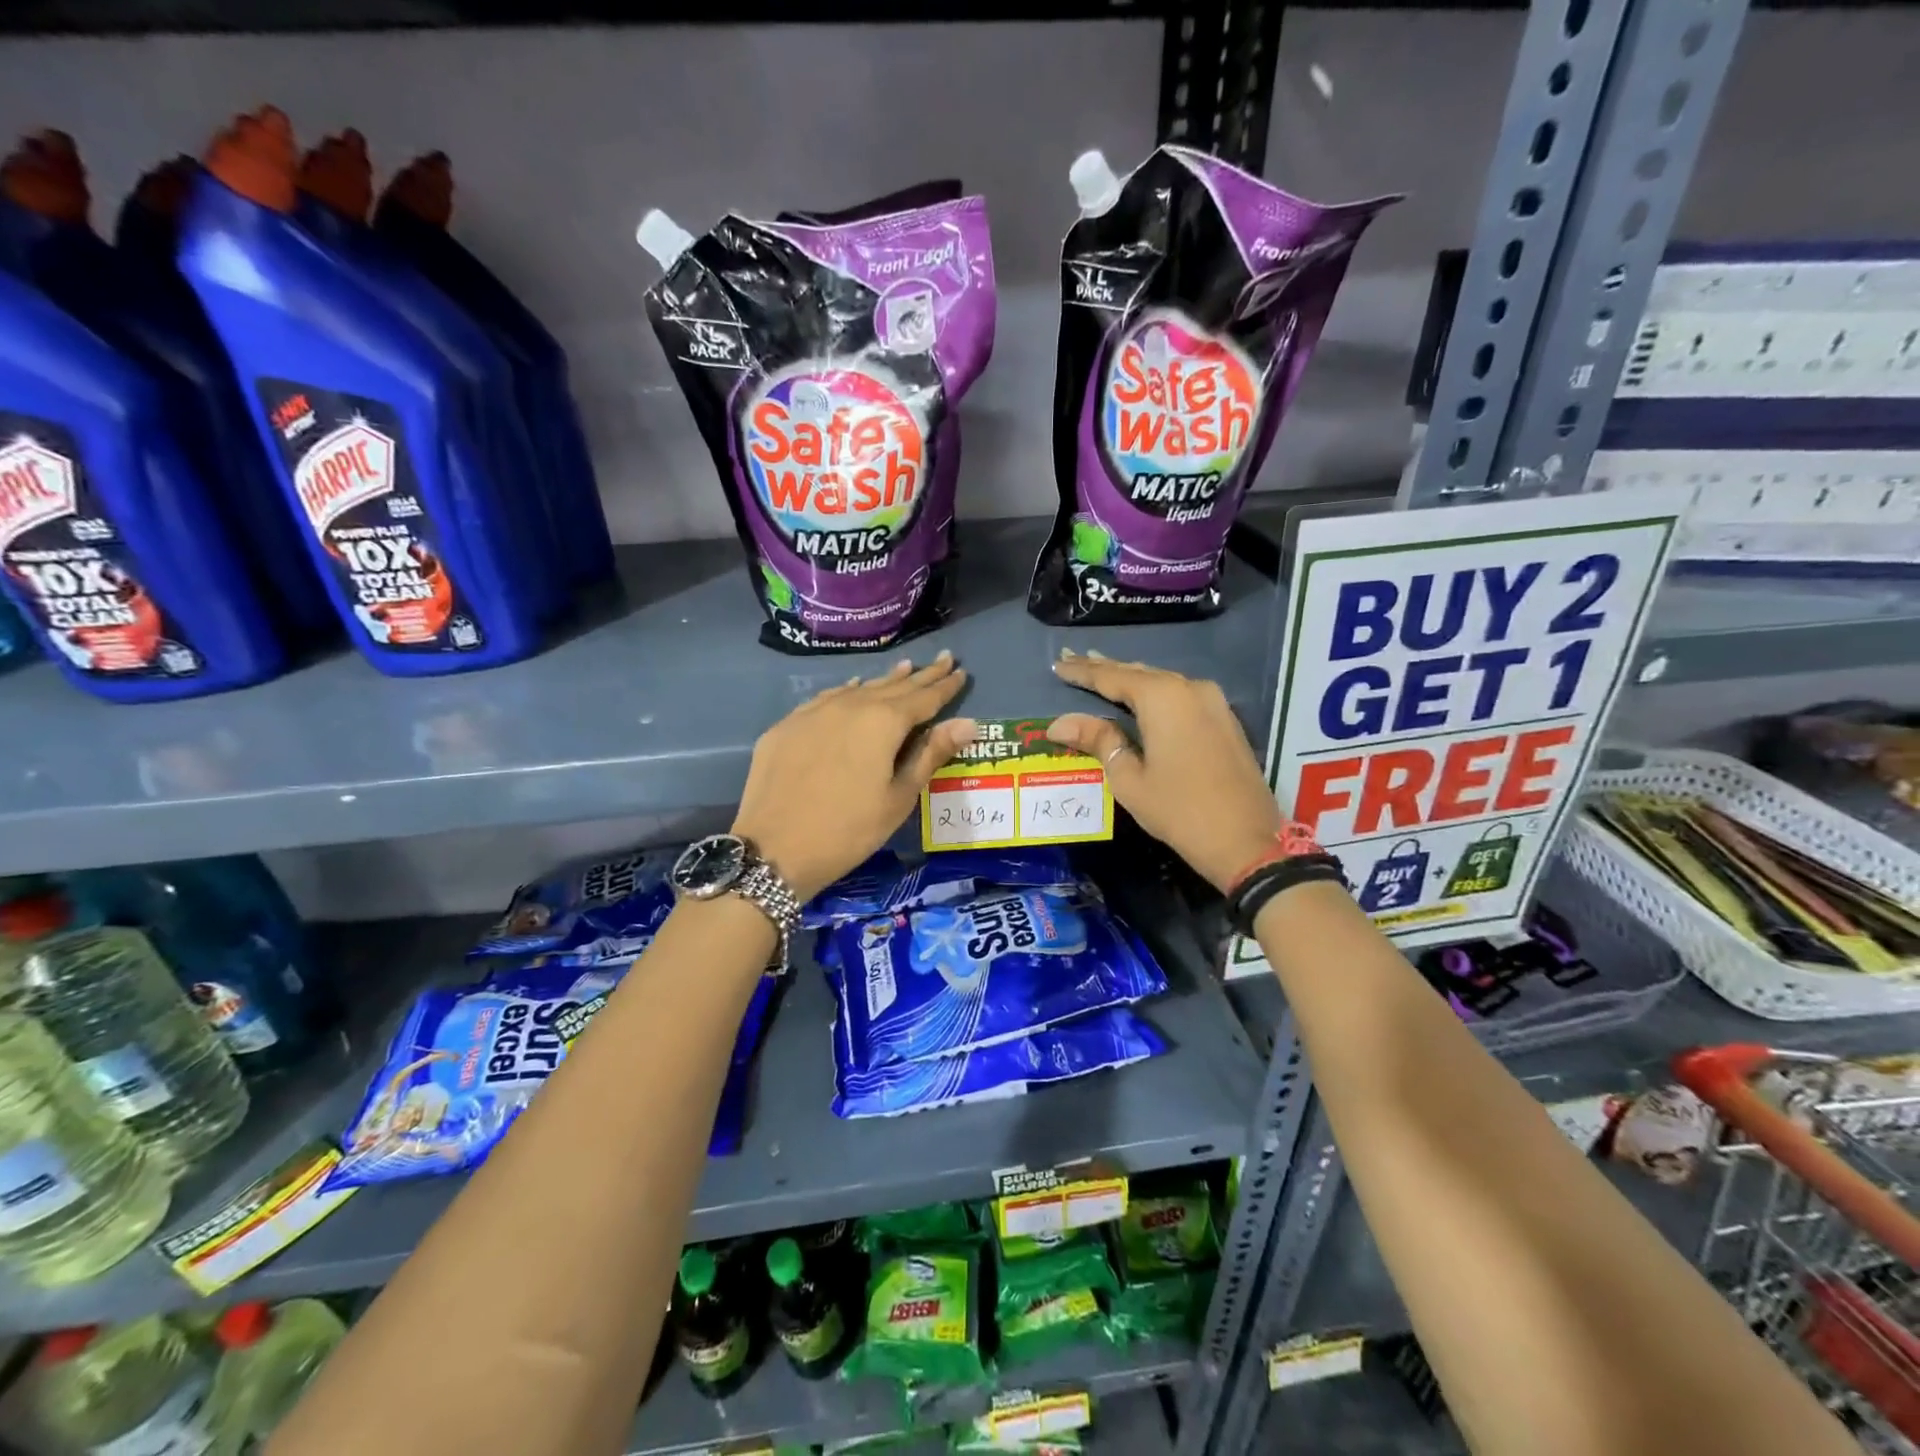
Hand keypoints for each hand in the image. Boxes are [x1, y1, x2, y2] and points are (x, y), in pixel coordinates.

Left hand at [732, 653, 974, 900]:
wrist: (774, 849)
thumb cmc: (849, 830)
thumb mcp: (899, 797)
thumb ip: (931, 754)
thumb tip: (968, 722)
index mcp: (883, 722)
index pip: (923, 698)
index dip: (944, 686)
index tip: (961, 670)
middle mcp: (850, 705)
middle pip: (892, 686)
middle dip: (920, 675)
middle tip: (942, 660)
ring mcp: (814, 712)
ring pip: (858, 689)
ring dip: (884, 680)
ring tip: (904, 668)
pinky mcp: (787, 725)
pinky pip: (827, 699)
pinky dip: (848, 692)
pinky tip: (852, 689)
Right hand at [1048, 649, 1284, 892]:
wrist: (1247, 841)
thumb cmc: (1179, 811)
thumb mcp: (1129, 779)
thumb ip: (1098, 741)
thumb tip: (1059, 723)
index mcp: (1163, 697)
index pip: (1111, 677)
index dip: (1082, 672)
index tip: (1057, 664)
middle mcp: (1190, 688)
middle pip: (1138, 672)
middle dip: (1105, 669)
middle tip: (1073, 661)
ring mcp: (1213, 701)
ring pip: (1161, 681)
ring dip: (1130, 679)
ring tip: (1100, 673)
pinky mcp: (1224, 719)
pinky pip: (1180, 695)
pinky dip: (1153, 693)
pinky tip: (1138, 697)